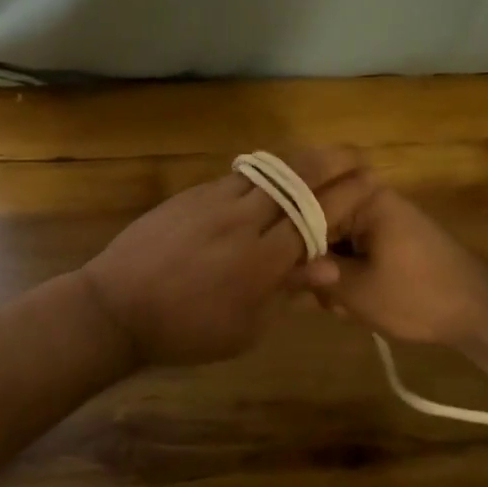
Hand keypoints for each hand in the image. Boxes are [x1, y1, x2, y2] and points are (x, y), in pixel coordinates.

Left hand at [81, 150, 375, 365]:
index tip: (370, 182)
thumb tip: (328, 265)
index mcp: (261, 261)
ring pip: (267, 170)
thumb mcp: (244, 329)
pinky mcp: (190, 194)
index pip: (316, 217)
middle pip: (296, 178)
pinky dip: (264, 173)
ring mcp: (213, 201)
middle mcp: (242, 221)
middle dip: (333, 161)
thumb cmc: (186, 331)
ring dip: (299, 160)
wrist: (116, 307)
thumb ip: (286, 292)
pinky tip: (272, 177)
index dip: (348, 196)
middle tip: (356, 155)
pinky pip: (237, 176)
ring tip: (322, 157)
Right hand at [297, 186, 487, 345]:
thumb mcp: (357, 291)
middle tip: (321, 299)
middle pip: (316, 224)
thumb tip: (276, 265)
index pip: (305, 207)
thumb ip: (313, 274)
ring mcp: (378, 218)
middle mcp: (368, 198)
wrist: (478, 313)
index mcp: (363, 197)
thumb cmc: (418, 296)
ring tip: (343, 307)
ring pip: (331, 242)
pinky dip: (347, 275)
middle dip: (314, 265)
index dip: (289, 243)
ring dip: (330, 275)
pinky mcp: (385, 237)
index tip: (283, 275)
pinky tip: (353, 304)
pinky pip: (350, 249)